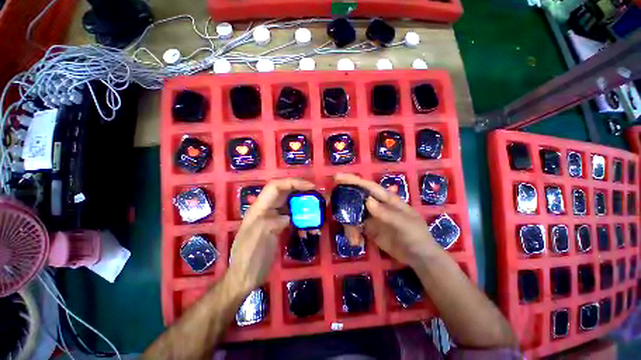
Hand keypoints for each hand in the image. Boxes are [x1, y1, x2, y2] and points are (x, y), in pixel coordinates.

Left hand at [228, 178, 314, 294]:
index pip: (276, 186)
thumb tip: (288, 217)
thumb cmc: (248, 258)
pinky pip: (294, 218)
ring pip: (292, 205)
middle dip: (302, 191)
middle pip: (286, 193)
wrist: (245, 278)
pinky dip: (303, 221)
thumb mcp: (259, 237)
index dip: (293, 182)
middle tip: (318, 196)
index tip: (311, 186)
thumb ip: (273, 221)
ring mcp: (273, 218)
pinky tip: (309, 230)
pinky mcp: (279, 227)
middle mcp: (267, 209)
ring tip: (317, 213)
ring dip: (305, 207)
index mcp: (259, 208)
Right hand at [335, 173, 440, 266]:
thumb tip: (367, 200)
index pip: (368, 186)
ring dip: (348, 224)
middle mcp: (376, 205)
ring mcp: (371, 217)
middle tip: (329, 204)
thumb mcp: (404, 224)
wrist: (419, 257)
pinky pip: (355, 226)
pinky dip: (352, 232)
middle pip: (356, 197)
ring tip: (353, 238)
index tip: (337, 177)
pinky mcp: (368, 228)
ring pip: (353, 213)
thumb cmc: (416, 235)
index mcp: (386, 198)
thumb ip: (386, 213)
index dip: (353, 180)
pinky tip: (356, 242)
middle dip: (343, 201)